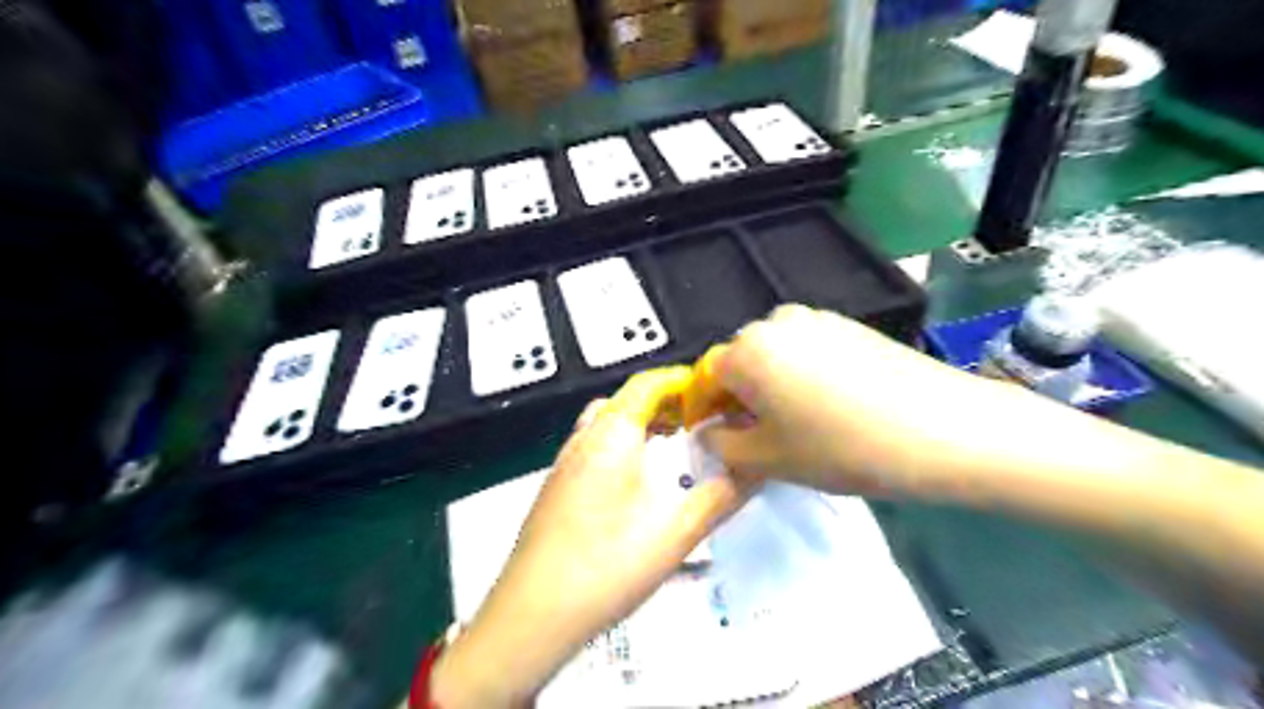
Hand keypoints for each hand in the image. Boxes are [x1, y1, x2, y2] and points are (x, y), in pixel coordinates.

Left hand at [435, 368, 754, 705]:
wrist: (532, 614)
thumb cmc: (608, 564)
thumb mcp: (678, 532)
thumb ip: (723, 496)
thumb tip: (756, 470)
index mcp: (612, 433)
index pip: (649, 383)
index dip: (684, 381)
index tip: (715, 395)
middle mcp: (584, 437)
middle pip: (627, 400)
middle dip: (666, 403)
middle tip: (699, 422)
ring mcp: (564, 462)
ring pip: (606, 423)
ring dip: (640, 424)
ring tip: (671, 446)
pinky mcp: (555, 486)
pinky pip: (593, 446)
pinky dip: (621, 445)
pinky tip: (636, 482)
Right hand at [689, 303, 1019, 497]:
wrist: (943, 430)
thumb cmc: (841, 448)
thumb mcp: (767, 460)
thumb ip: (721, 446)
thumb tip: (708, 432)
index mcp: (747, 349)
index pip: (706, 376)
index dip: (704, 409)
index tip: (714, 438)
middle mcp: (776, 322)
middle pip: (741, 361)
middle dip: (739, 398)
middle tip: (756, 437)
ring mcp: (818, 319)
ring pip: (775, 356)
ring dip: (771, 387)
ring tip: (795, 424)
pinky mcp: (851, 326)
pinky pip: (808, 350)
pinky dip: (802, 376)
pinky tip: (828, 407)